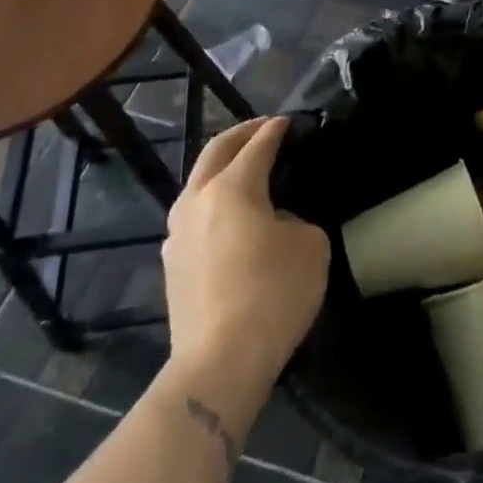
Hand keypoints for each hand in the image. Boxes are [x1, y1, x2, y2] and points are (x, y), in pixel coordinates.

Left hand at [161, 116, 328, 390]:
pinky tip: (229, 216)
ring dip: (221, 168)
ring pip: (197, 184)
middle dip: (240, 135)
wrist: (220, 360)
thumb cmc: (274, 293)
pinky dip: (213, 202)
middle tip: (262, 128)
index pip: (257, 147)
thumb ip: (295, 220)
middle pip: (215, 153)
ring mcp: (177, 234)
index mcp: (233, 188)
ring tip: (244, 168)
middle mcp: (197, 201)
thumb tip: (276, 224)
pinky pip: (194, 216)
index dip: (274, 131)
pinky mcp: (172, 264)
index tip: (288, 122)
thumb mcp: (310, 246)